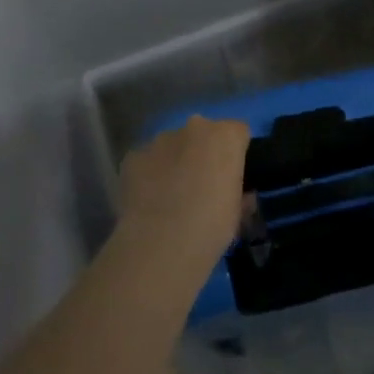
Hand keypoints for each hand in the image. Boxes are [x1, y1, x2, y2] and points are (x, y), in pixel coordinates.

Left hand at [116, 116, 249, 278]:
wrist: (160, 245)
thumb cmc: (211, 227)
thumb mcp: (238, 214)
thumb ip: (239, 193)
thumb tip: (237, 195)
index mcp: (225, 136)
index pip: (238, 132)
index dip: (236, 155)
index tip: (232, 178)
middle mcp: (193, 128)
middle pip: (203, 134)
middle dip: (203, 153)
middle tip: (202, 186)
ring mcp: (160, 140)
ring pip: (172, 145)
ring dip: (175, 162)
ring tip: (170, 197)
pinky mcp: (133, 156)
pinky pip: (147, 161)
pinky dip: (149, 175)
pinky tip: (148, 202)